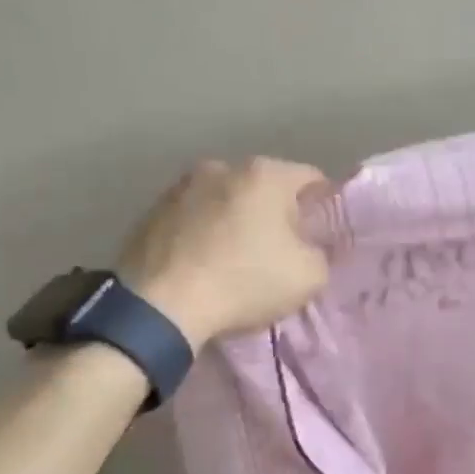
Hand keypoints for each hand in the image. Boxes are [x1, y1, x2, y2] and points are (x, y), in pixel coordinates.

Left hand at [117, 158, 331, 343]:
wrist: (160, 306)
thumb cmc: (245, 281)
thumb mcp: (310, 276)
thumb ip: (321, 253)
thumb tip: (309, 247)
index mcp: (265, 174)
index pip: (312, 179)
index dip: (323, 207)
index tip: (322, 236)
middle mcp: (222, 167)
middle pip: (265, 187)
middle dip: (277, 213)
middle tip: (283, 249)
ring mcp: (181, 186)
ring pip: (226, 200)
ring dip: (237, 221)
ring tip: (239, 257)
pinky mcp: (151, 211)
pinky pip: (194, 218)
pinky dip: (206, 234)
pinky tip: (207, 264)